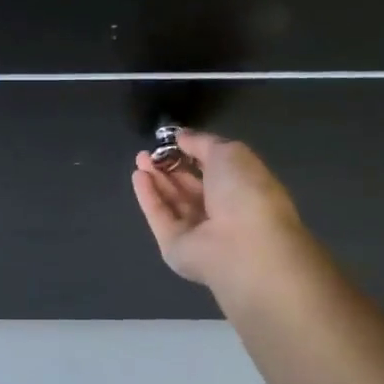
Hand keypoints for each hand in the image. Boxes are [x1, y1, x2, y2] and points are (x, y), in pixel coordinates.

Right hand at [132, 130, 310, 288]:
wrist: (242, 244)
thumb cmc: (245, 192)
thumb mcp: (229, 153)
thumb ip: (202, 143)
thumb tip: (181, 137)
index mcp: (242, 190)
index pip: (214, 171)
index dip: (193, 154)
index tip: (173, 140)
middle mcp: (221, 212)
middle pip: (190, 188)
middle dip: (169, 167)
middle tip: (149, 151)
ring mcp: (197, 232)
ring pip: (172, 202)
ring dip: (156, 179)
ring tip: (140, 158)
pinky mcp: (175, 246)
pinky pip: (160, 216)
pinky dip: (148, 196)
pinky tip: (138, 176)